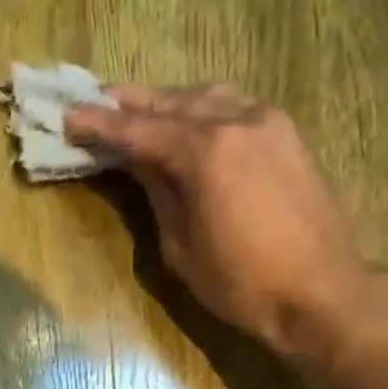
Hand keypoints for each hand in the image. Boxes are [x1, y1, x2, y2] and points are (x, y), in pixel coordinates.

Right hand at [66, 84, 368, 360]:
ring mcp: (268, 122)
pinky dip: (202, 110)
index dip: (100, 125)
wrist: (320, 291)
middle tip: (95, 104)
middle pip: (171, 103)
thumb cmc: (241, 283)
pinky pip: (234, 107)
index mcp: (205, 152)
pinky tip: (188, 123)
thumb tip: (139, 163)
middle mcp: (237, 120)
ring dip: (168, 103)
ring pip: (206, 97)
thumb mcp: (181, 246)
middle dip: (130, 105)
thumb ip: (158, 194)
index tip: (68, 117)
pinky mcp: (286, 136)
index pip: (139, 130)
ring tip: (138, 112)